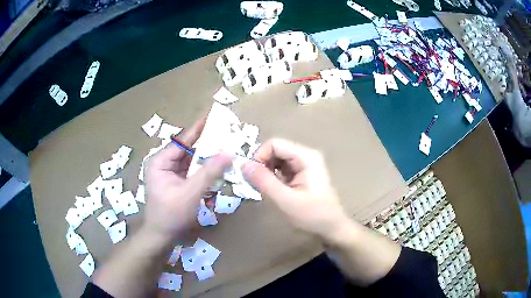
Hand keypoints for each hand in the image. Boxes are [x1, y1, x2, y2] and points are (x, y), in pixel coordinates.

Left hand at [144, 118, 231, 240]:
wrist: (161, 237)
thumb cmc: (171, 215)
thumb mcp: (191, 193)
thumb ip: (209, 172)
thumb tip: (228, 152)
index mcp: (160, 161)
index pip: (183, 140)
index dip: (199, 128)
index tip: (214, 116)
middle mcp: (164, 164)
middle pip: (189, 151)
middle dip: (207, 147)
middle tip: (226, 139)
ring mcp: (170, 174)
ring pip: (192, 163)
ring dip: (207, 162)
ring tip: (224, 155)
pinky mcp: (176, 183)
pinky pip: (192, 174)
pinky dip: (204, 174)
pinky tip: (216, 174)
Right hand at [243, 138, 348, 240]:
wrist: (331, 229)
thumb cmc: (312, 216)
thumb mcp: (285, 200)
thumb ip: (263, 181)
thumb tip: (243, 164)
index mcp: (306, 157)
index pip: (274, 144)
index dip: (259, 157)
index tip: (252, 177)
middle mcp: (306, 155)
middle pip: (275, 150)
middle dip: (262, 165)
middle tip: (256, 186)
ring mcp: (305, 164)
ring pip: (277, 160)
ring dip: (266, 173)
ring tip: (265, 190)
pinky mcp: (302, 174)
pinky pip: (281, 169)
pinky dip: (273, 178)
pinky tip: (274, 191)